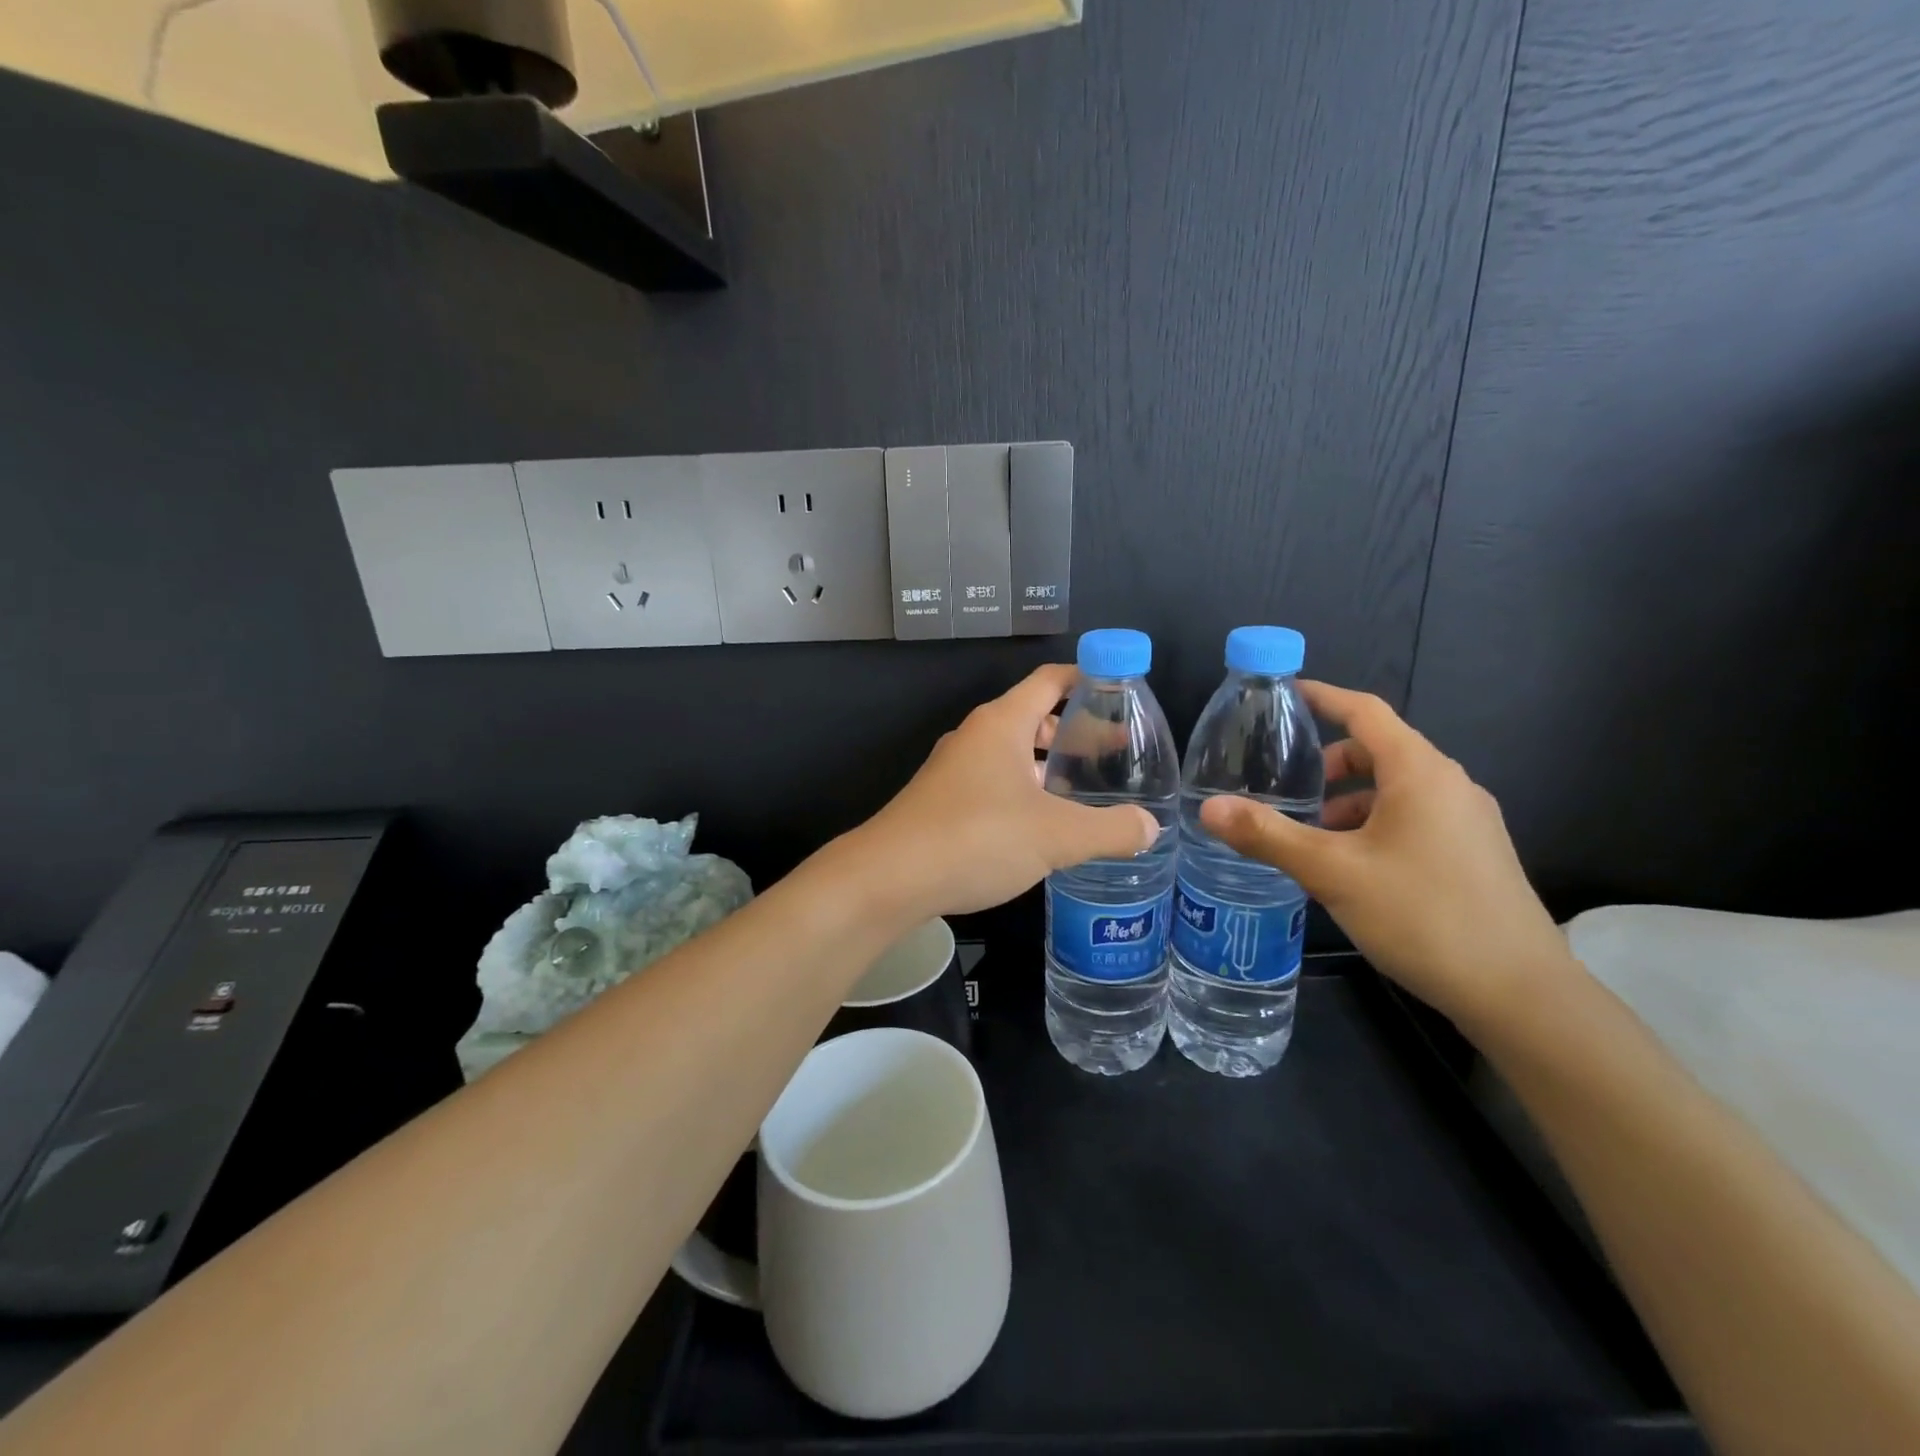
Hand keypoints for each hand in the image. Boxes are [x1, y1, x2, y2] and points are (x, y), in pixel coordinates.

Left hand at [855, 664, 1159, 918]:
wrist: (889, 877)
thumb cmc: (977, 838)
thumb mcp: (1056, 836)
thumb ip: (1109, 829)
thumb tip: (1149, 826)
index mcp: (1002, 724)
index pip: (1050, 680)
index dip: (1086, 678)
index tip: (1120, 691)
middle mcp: (975, 737)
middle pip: (1033, 719)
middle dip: (1074, 733)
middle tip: (1114, 756)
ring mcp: (953, 770)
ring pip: (1012, 757)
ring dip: (1048, 769)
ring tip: (1086, 793)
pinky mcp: (941, 802)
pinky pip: (993, 785)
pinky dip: (1023, 794)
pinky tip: (1041, 828)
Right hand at [1198, 682, 1572, 1027]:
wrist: (1520, 994)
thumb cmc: (1422, 915)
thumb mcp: (1332, 872)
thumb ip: (1268, 835)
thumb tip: (1208, 808)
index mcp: (1419, 772)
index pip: (1365, 711)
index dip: (1322, 697)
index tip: (1283, 695)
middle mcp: (1449, 785)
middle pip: (1379, 751)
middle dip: (1328, 764)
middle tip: (1286, 791)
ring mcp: (1468, 821)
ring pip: (1395, 789)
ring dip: (1349, 801)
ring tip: (1311, 838)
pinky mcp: (1474, 854)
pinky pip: (1413, 817)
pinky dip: (1374, 824)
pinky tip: (1351, 868)